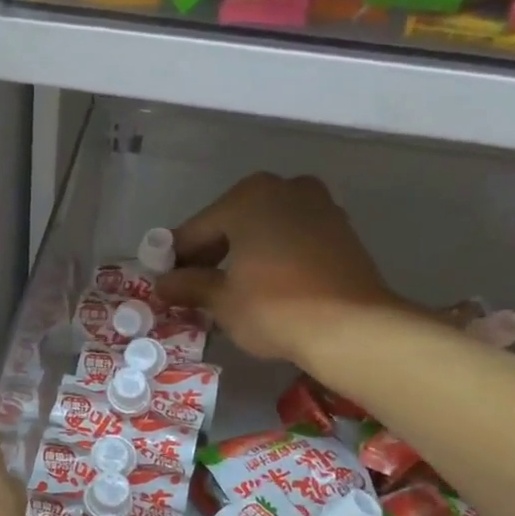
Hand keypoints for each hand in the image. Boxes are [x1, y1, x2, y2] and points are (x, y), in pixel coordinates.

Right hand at [157, 173, 405, 364]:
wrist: (351, 327)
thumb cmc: (273, 307)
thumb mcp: (221, 300)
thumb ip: (189, 285)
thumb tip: (163, 284)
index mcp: (247, 197)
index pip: (197, 229)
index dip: (176, 258)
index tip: (165, 281)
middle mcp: (284, 188)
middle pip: (232, 222)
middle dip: (211, 253)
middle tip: (195, 287)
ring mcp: (318, 205)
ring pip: (264, 228)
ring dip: (243, 253)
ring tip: (230, 288)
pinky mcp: (341, 229)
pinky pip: (292, 238)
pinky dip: (273, 255)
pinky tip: (265, 284)